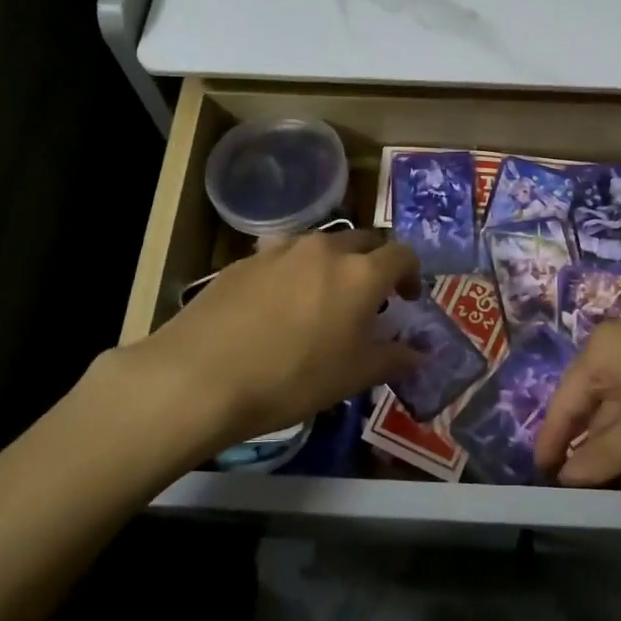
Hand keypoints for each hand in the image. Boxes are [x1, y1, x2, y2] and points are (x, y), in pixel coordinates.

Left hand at [130, 228, 421, 456]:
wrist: (201, 376)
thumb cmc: (292, 378)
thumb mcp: (353, 376)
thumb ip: (393, 358)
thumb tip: (419, 352)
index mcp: (360, 274)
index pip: (402, 254)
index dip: (411, 274)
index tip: (407, 299)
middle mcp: (324, 249)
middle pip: (363, 241)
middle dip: (373, 264)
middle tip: (368, 300)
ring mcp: (280, 250)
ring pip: (320, 246)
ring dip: (332, 265)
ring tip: (321, 301)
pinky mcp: (244, 260)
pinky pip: (283, 257)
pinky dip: (294, 273)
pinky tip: (276, 308)